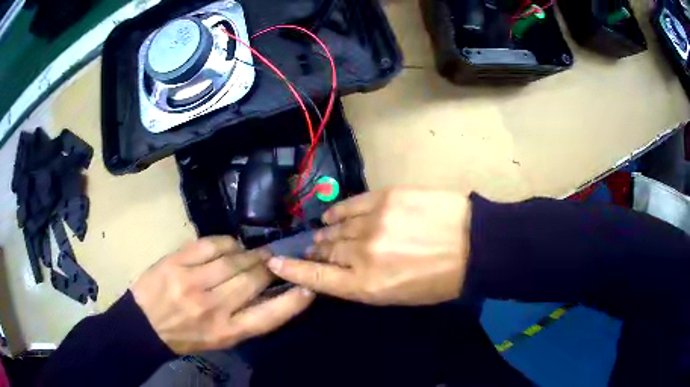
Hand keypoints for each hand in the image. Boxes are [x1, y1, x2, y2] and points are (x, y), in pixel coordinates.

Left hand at [131, 237, 313, 353]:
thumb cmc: (186, 336)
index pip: (269, 316)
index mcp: (227, 332)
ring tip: (255, 251)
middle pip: (253, 279)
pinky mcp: (176, 263)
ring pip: (233, 260)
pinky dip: (226, 242)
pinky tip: (231, 244)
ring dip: (249, 253)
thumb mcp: (220, 339)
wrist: (145, 326)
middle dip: (268, 267)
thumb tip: (269, 293)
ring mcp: (192, 283)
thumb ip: (244, 320)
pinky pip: (209, 245)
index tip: (308, 286)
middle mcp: (213, 307)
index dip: (293, 301)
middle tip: (273, 260)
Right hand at [267, 188, 471, 305]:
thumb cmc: (439, 280)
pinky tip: (334, 216)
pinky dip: (338, 213)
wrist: (473, 245)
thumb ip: (363, 285)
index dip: (292, 270)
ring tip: (325, 235)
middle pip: (325, 251)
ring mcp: (371, 223)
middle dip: (317, 252)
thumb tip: (337, 271)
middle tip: (316, 251)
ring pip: (335, 229)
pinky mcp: (383, 198)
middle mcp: (361, 254)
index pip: (316, 278)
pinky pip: (348, 206)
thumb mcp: (398, 296)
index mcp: (366, 285)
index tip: (274, 262)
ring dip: (327, 234)